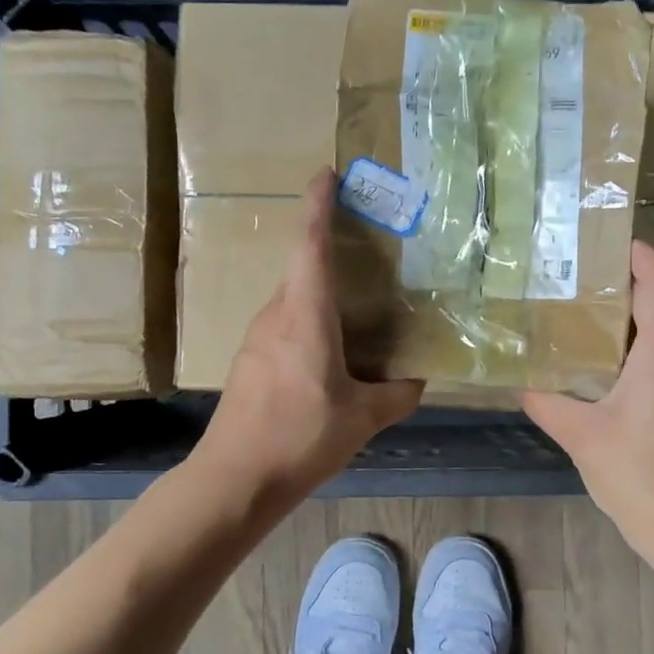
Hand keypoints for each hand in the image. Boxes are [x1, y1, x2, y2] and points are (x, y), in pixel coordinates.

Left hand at [198, 170, 422, 500]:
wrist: (235, 479)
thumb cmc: (301, 437)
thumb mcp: (363, 417)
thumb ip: (397, 394)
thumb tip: (418, 380)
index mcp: (305, 314)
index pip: (310, 244)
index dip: (319, 205)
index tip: (328, 174)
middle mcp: (276, 315)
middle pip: (303, 268)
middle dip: (331, 250)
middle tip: (370, 248)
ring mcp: (257, 338)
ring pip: (295, 300)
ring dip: (322, 293)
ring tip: (360, 305)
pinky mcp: (250, 362)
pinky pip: (285, 326)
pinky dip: (311, 323)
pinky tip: (332, 353)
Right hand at [521, 241, 653, 561]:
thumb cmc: (638, 474)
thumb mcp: (580, 435)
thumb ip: (546, 402)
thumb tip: (521, 382)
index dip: (643, 256)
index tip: (609, 239)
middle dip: (626, 278)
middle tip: (578, 270)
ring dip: (626, 311)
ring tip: (579, 305)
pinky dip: (629, 340)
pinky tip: (594, 355)